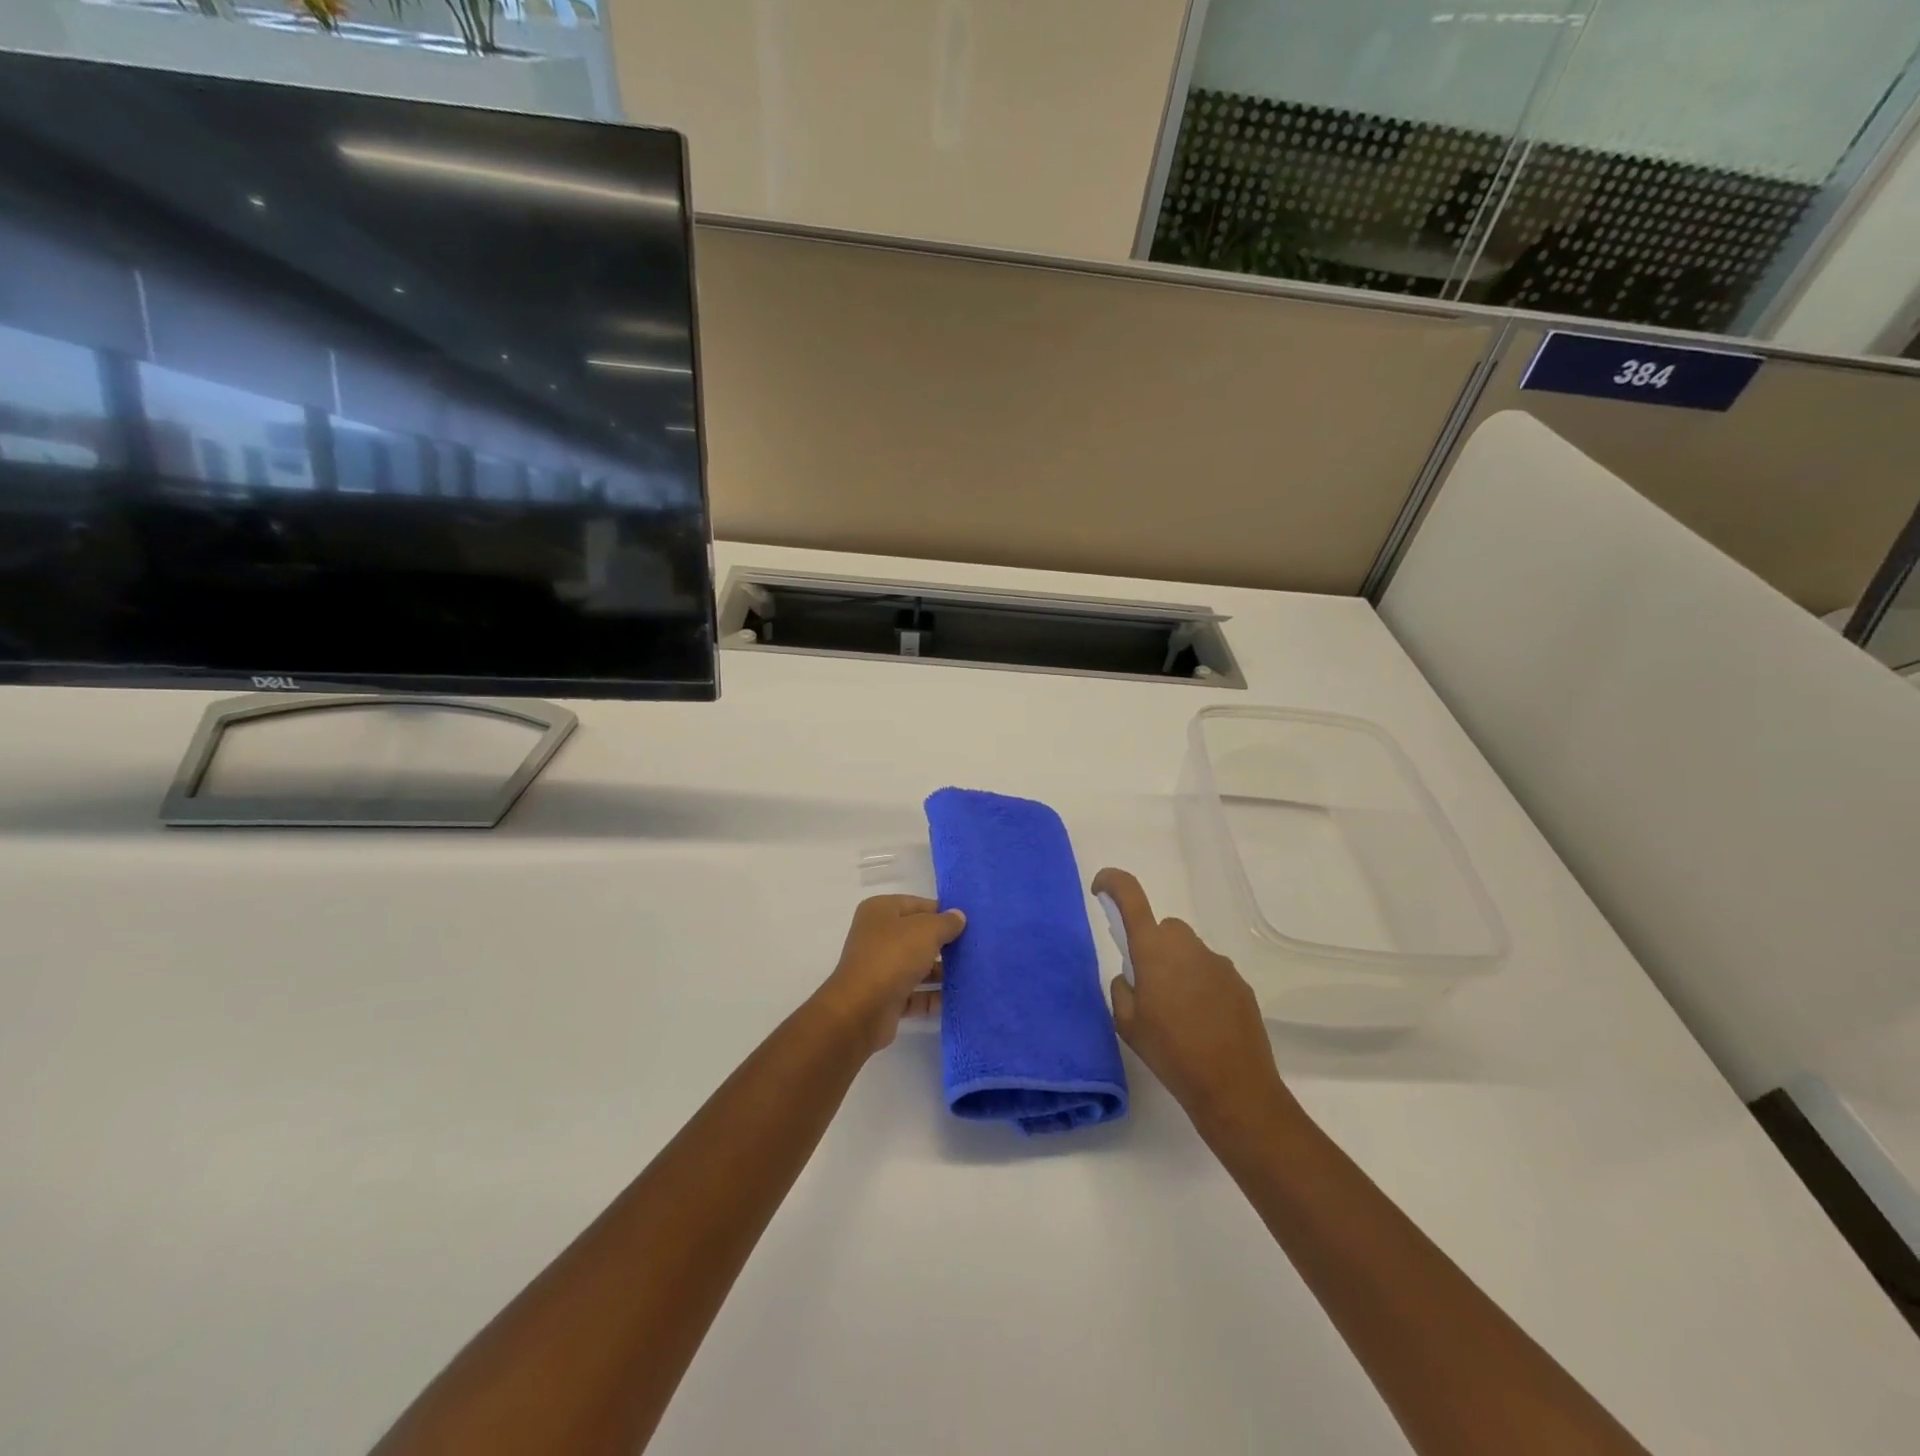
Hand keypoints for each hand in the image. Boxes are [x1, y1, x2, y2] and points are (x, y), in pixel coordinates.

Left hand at [817, 895, 966, 1054]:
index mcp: (881, 911)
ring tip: (972, 974)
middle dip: (945, 944)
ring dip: (942, 971)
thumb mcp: (926, 931)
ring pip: (918, 965)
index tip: (969, 924)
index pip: (919, 905)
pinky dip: (934, 996)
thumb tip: (958, 916)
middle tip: (975, 949)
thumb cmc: (893, 957)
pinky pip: (916, 993)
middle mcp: (878, 936)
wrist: (861, 1010)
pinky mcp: (886, 996)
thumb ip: (946, 922)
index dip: (943, 912)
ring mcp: (881, 967)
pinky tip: (959, 998)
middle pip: (919, 936)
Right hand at [1093, 868, 1290, 1130]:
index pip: (1130, 896)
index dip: (1112, 883)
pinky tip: (1201, 1024)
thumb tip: (1132, 976)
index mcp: (1153, 949)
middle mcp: (1187, 945)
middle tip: (1146, 986)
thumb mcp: (1126, 1024)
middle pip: (1163, 929)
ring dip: (1177, 969)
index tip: (1100, 888)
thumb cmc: (1170, 1052)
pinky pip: (1210, 973)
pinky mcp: (1239, 983)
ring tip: (1176, 1014)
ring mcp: (1218, 963)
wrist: (1234, 1087)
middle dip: (1152, 947)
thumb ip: (1122, 988)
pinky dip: (1200, 987)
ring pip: (1188, 952)